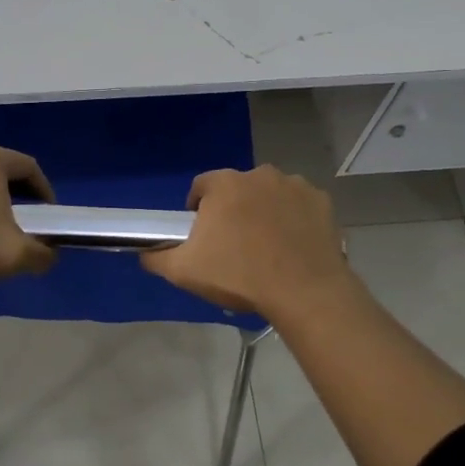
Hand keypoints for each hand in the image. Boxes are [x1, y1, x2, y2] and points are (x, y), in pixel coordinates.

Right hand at [140, 165, 354, 321]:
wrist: (304, 291)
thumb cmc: (239, 275)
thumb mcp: (184, 271)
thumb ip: (157, 257)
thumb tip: (144, 252)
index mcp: (224, 184)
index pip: (201, 187)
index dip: (198, 210)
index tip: (203, 236)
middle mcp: (259, 174)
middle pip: (237, 189)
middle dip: (233, 210)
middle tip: (235, 245)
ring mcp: (294, 184)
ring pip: (270, 194)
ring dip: (265, 211)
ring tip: (267, 247)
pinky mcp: (320, 200)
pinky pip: (300, 205)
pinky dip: (295, 219)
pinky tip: (294, 245)